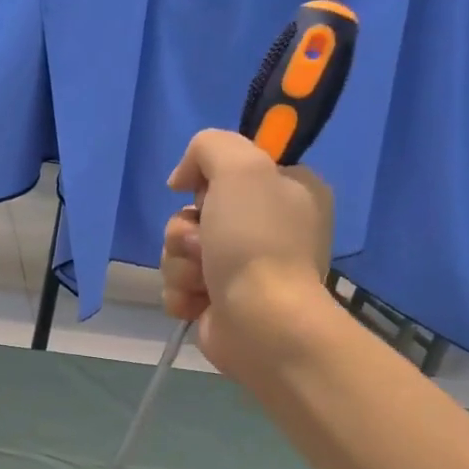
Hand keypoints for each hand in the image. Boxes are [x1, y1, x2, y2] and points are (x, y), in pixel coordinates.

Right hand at [162, 129, 334, 372]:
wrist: (260, 321)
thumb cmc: (256, 241)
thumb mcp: (240, 167)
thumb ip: (209, 146)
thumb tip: (182, 180)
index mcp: (289, 190)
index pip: (232, 169)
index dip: (209, 179)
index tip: (204, 192)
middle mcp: (268, 227)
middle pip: (195, 212)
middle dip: (185, 230)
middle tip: (204, 243)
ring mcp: (241, 267)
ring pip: (180, 250)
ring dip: (181, 263)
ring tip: (203, 279)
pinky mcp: (217, 301)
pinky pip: (178, 284)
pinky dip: (181, 292)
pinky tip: (198, 301)